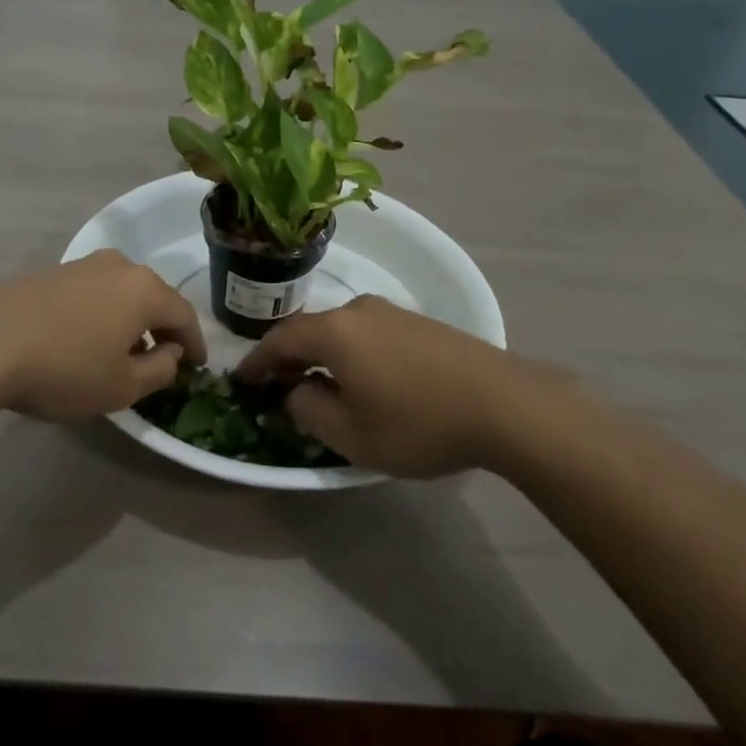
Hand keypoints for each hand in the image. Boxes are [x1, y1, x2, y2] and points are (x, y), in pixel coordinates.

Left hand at [0, 251, 205, 422]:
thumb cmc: (65, 368)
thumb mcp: (122, 387)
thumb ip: (160, 370)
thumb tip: (170, 354)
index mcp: (145, 289)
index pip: (185, 315)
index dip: (196, 343)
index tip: (199, 366)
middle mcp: (120, 267)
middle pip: (154, 297)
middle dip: (163, 328)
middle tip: (165, 357)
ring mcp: (83, 264)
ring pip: (123, 292)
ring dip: (131, 320)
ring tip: (125, 350)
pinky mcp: (53, 272)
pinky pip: (95, 292)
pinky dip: (104, 313)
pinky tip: (89, 338)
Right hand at [236, 296, 564, 476]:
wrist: (505, 404)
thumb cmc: (418, 422)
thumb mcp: (352, 434)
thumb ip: (309, 411)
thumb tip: (295, 392)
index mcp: (335, 331)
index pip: (280, 339)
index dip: (256, 361)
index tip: (240, 379)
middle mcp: (359, 310)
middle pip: (311, 329)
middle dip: (289, 357)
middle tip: (276, 384)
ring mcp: (392, 312)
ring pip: (341, 330)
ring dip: (322, 354)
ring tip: (319, 383)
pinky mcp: (419, 322)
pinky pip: (368, 333)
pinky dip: (352, 352)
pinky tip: (363, 377)